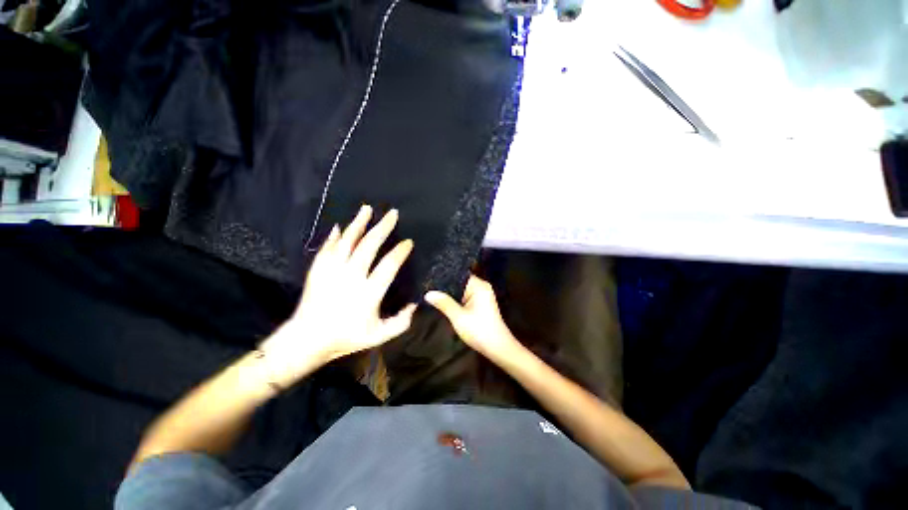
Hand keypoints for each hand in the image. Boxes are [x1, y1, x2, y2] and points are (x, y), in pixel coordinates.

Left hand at [260, 205, 416, 384]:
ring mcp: (332, 272)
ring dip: (359, 223)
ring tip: (367, 209)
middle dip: (383, 227)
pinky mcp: (318, 271)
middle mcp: (351, 277)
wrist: (307, 340)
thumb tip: (415, 304)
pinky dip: (336, 236)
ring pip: (347, 241)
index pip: (389, 265)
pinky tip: (341, 227)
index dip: (400, 252)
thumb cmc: (346, 338)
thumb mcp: (379, 336)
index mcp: (369, 293)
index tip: (408, 242)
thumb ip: (401, 322)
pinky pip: (328, 248)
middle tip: (392, 214)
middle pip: (369, 245)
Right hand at [425, 275, 518, 358]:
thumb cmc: (479, 331)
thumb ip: (444, 303)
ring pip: (462, 291)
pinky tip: (444, 304)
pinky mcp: (481, 304)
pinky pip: (465, 298)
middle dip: (446, 288)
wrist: (497, 348)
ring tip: (432, 295)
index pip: (459, 276)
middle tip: (428, 289)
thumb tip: (428, 293)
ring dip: (450, 295)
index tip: (429, 281)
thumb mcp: (458, 317)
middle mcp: (482, 288)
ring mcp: (482, 296)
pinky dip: (456, 301)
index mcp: (479, 286)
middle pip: (460, 283)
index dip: (444, 278)